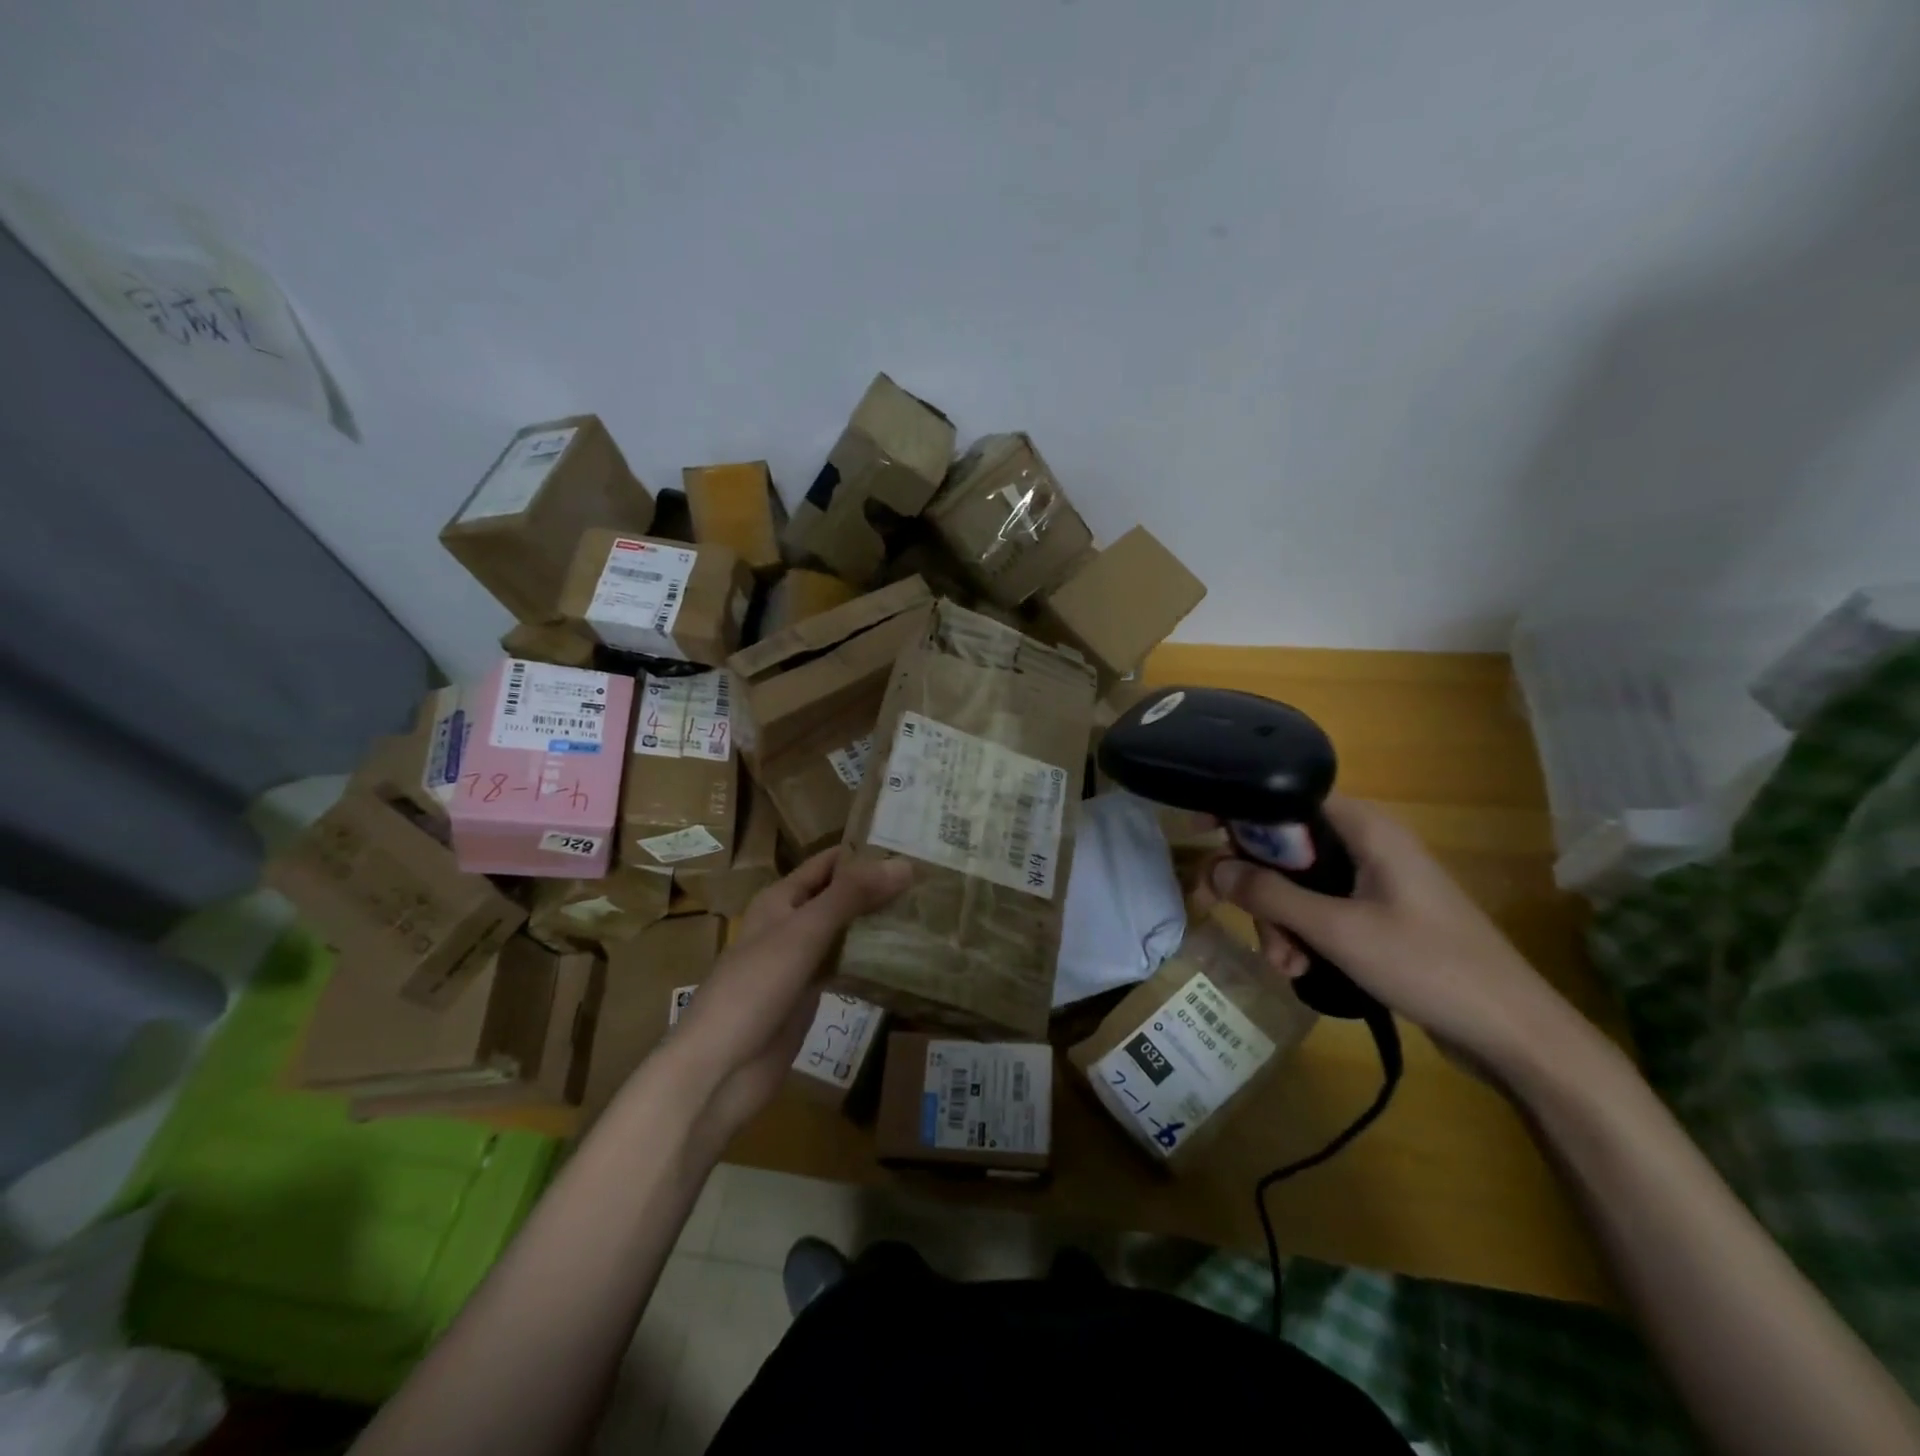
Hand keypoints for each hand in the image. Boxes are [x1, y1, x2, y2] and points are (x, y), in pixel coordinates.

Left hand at [660, 847, 911, 1140]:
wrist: (720, 1070)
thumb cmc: (755, 988)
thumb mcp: (805, 932)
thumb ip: (851, 896)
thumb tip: (904, 863)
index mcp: (781, 899)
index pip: (829, 863)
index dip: (865, 851)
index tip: (913, 844)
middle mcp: (790, 924)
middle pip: (840, 896)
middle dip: (878, 888)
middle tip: (932, 880)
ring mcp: (800, 962)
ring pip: (845, 932)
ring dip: (877, 923)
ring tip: (928, 912)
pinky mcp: (809, 996)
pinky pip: (845, 967)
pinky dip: (871, 959)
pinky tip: (905, 957)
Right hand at [1201, 794, 1589, 1082]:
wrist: (1513, 1033)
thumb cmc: (1427, 965)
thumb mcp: (1336, 931)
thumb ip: (1270, 895)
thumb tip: (1213, 867)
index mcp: (1365, 828)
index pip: (1287, 797)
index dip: (1240, 810)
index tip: (1201, 834)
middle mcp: (1368, 843)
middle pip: (1287, 845)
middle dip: (1259, 887)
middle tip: (1236, 920)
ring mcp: (1375, 880)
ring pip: (1300, 883)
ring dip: (1280, 921)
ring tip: (1284, 965)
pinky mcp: (1380, 914)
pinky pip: (1322, 910)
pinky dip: (1304, 935)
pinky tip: (1301, 971)